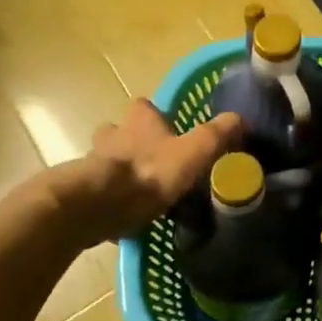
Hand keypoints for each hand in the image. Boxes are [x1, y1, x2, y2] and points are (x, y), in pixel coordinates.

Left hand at [48, 102, 242, 246]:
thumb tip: (240, 118)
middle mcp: (112, 136)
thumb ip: (218, 134)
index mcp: (139, 121)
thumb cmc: (150, 173)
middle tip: (152, 160)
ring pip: (105, 161)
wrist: (97, 207)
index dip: (154, 114)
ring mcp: (92, 164)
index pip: (144, 106)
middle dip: (132, 142)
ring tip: (140, 191)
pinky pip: (97, 192)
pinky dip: (110, 199)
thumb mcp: (196, 151)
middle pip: (118, 131)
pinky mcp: (80, 193)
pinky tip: (125, 214)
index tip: (167, 127)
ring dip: (119, 171)